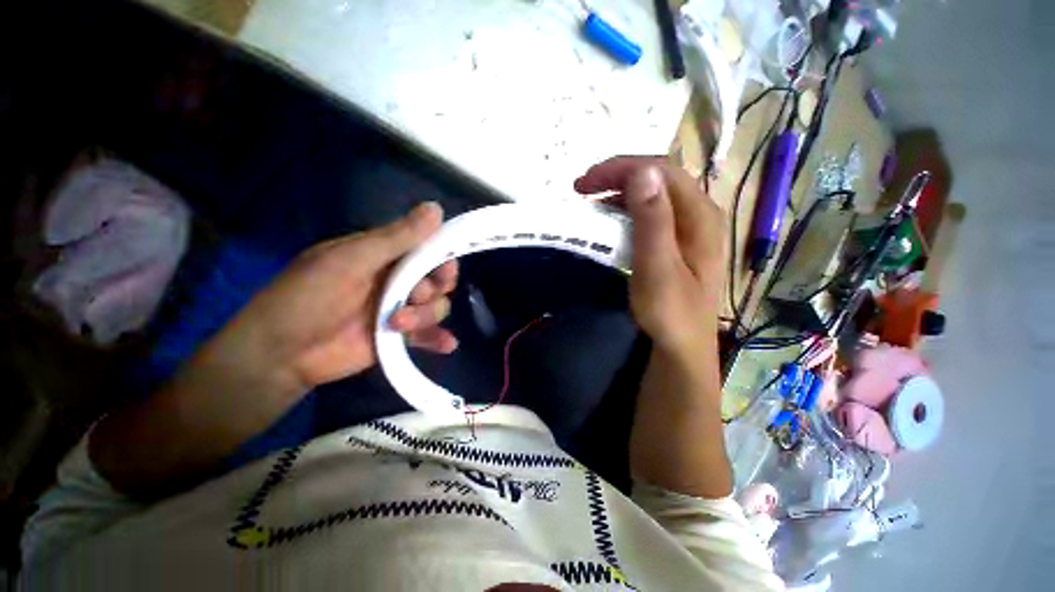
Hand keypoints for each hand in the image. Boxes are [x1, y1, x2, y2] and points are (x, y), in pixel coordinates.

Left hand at [217, 202, 458, 393]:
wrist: (281, 353)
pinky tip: (448, 345)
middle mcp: (397, 280)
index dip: (441, 256)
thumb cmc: (308, 297)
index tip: (443, 267)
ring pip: (437, 307)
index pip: (427, 248)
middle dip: (434, 288)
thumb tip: (437, 208)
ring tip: (397, 324)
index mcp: (385, 255)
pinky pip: (429, 335)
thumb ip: (397, 238)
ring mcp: (400, 309)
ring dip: (425, 316)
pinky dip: (439, 339)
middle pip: (439, 280)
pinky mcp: (399, 337)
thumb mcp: (351, 260)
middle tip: (416, 295)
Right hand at [574, 157, 725, 354]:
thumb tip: (643, 171)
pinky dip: (628, 209)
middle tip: (583, 189)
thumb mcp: (657, 268)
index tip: (585, 183)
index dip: (621, 169)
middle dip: (618, 176)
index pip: (660, 171)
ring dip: (622, 191)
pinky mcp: (680, 241)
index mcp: (700, 215)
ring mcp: (692, 227)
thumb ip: (653, 220)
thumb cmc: (669, 312)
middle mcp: (700, 214)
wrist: (682, 347)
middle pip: (659, 178)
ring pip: (655, 194)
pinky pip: (653, 212)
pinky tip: (613, 218)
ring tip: (593, 200)